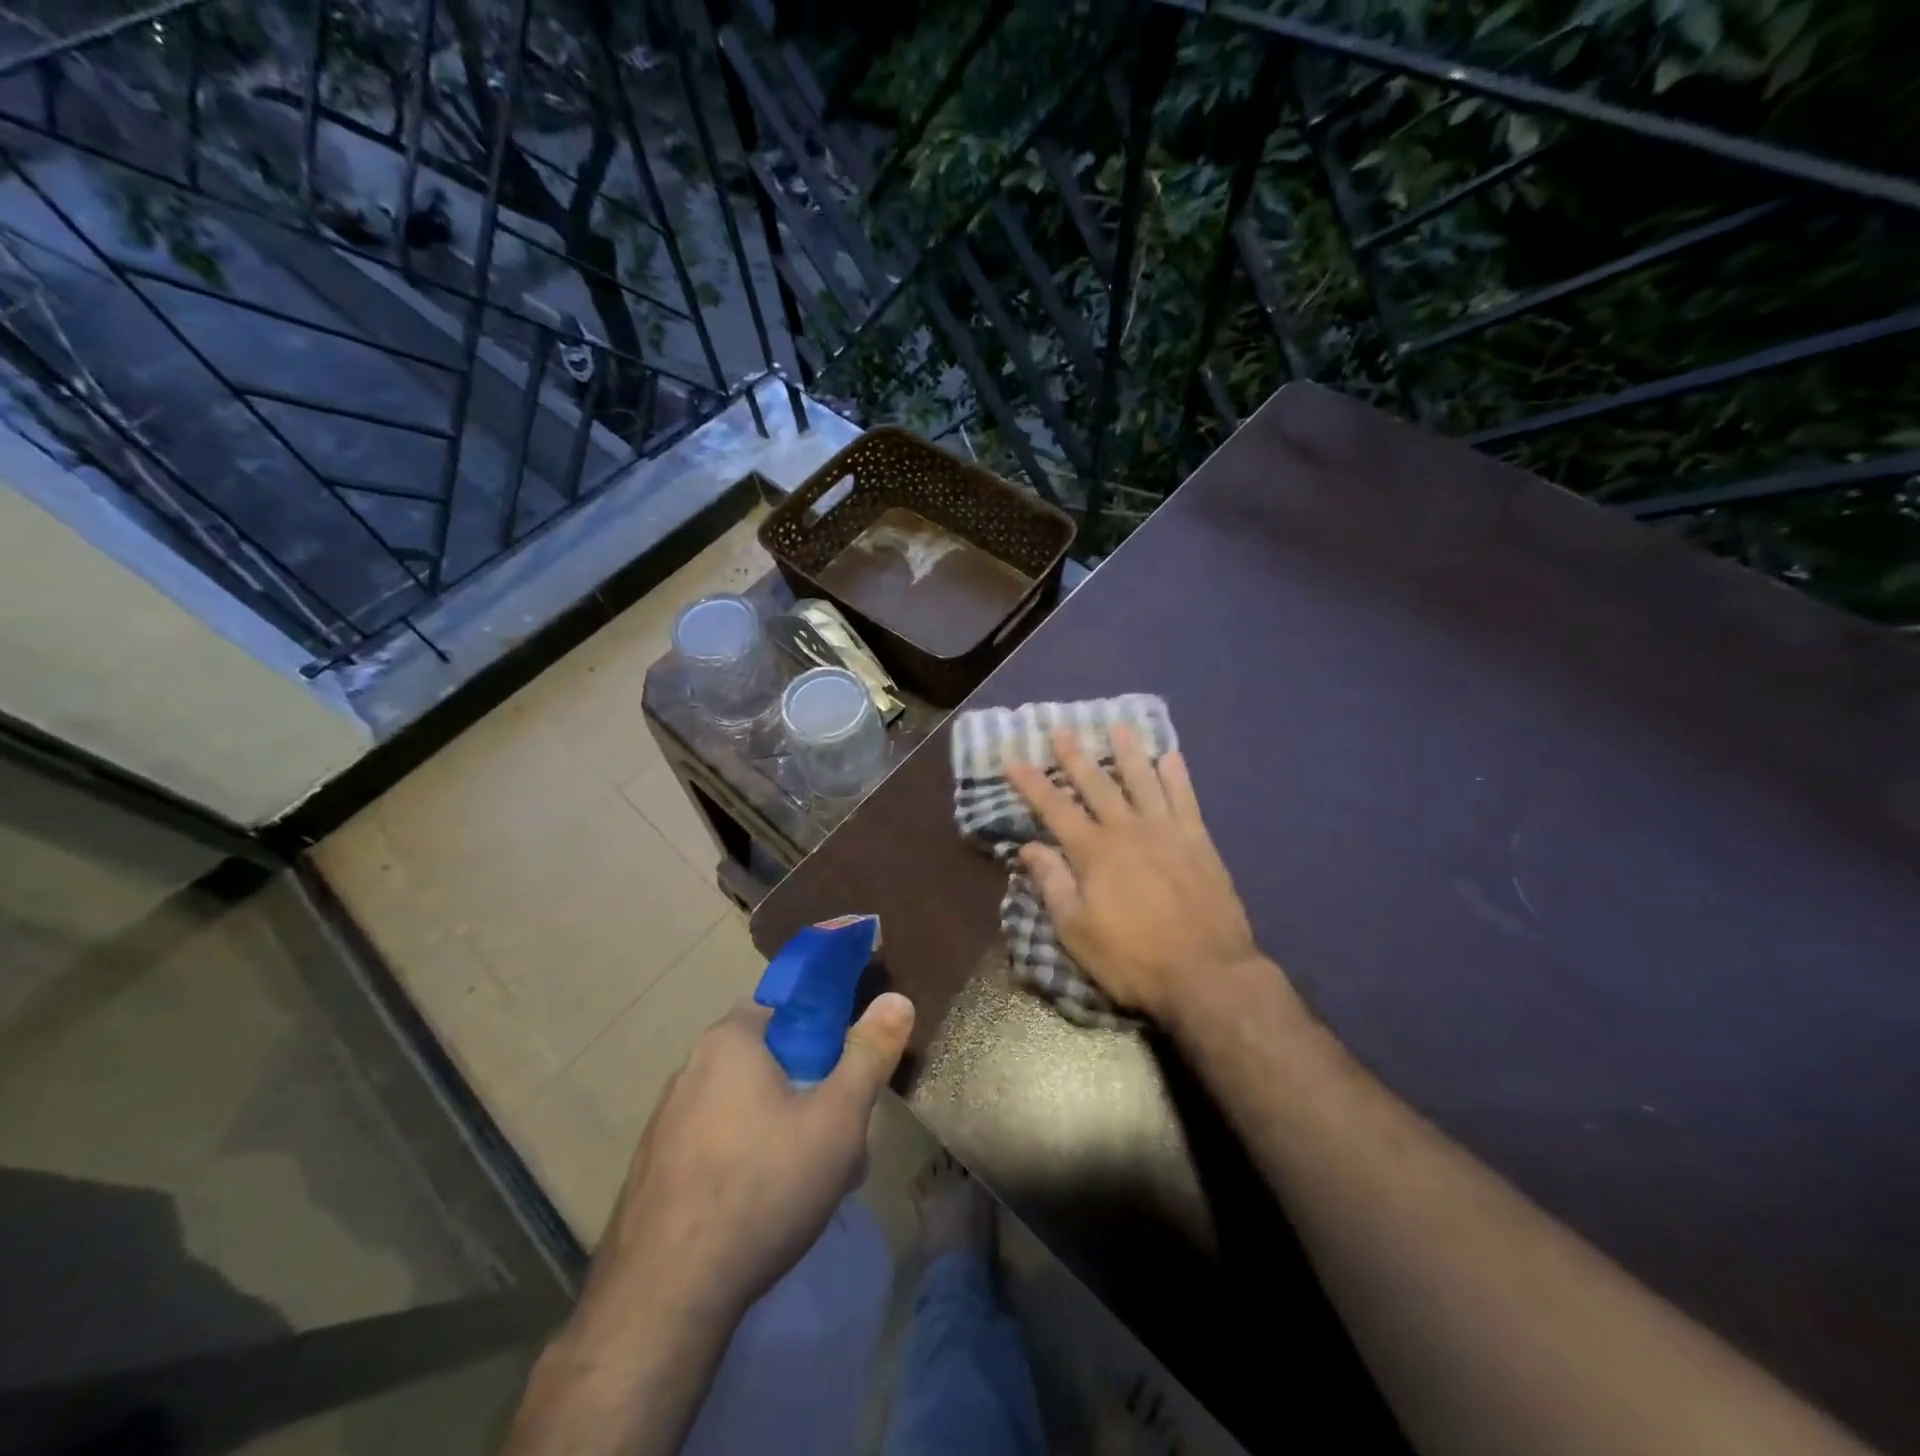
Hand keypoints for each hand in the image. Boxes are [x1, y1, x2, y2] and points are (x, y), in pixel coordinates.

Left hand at [578, 993, 914, 1328]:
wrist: (664, 1301)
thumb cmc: (763, 1188)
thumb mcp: (838, 1119)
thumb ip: (869, 1054)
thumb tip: (897, 999)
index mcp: (731, 1040)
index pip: (788, 1006)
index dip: (826, 1032)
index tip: (848, 1073)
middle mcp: (691, 1067)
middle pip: (769, 1057)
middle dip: (810, 1087)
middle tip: (839, 1134)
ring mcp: (666, 1120)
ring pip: (744, 1104)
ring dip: (782, 1125)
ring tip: (810, 1178)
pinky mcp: (654, 1167)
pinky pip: (716, 1141)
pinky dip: (746, 1157)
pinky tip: (764, 1205)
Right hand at [1005, 726, 1257, 1026]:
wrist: (1207, 974)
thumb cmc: (1132, 958)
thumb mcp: (1076, 931)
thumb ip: (1052, 884)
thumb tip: (1029, 847)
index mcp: (1093, 852)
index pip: (1054, 808)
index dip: (1031, 783)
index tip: (1013, 759)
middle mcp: (1127, 830)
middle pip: (1096, 784)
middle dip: (1074, 757)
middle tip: (1061, 730)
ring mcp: (1166, 832)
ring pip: (1143, 780)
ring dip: (1128, 753)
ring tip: (1118, 728)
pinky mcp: (1199, 842)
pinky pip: (1186, 799)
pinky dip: (1177, 776)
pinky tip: (1171, 757)